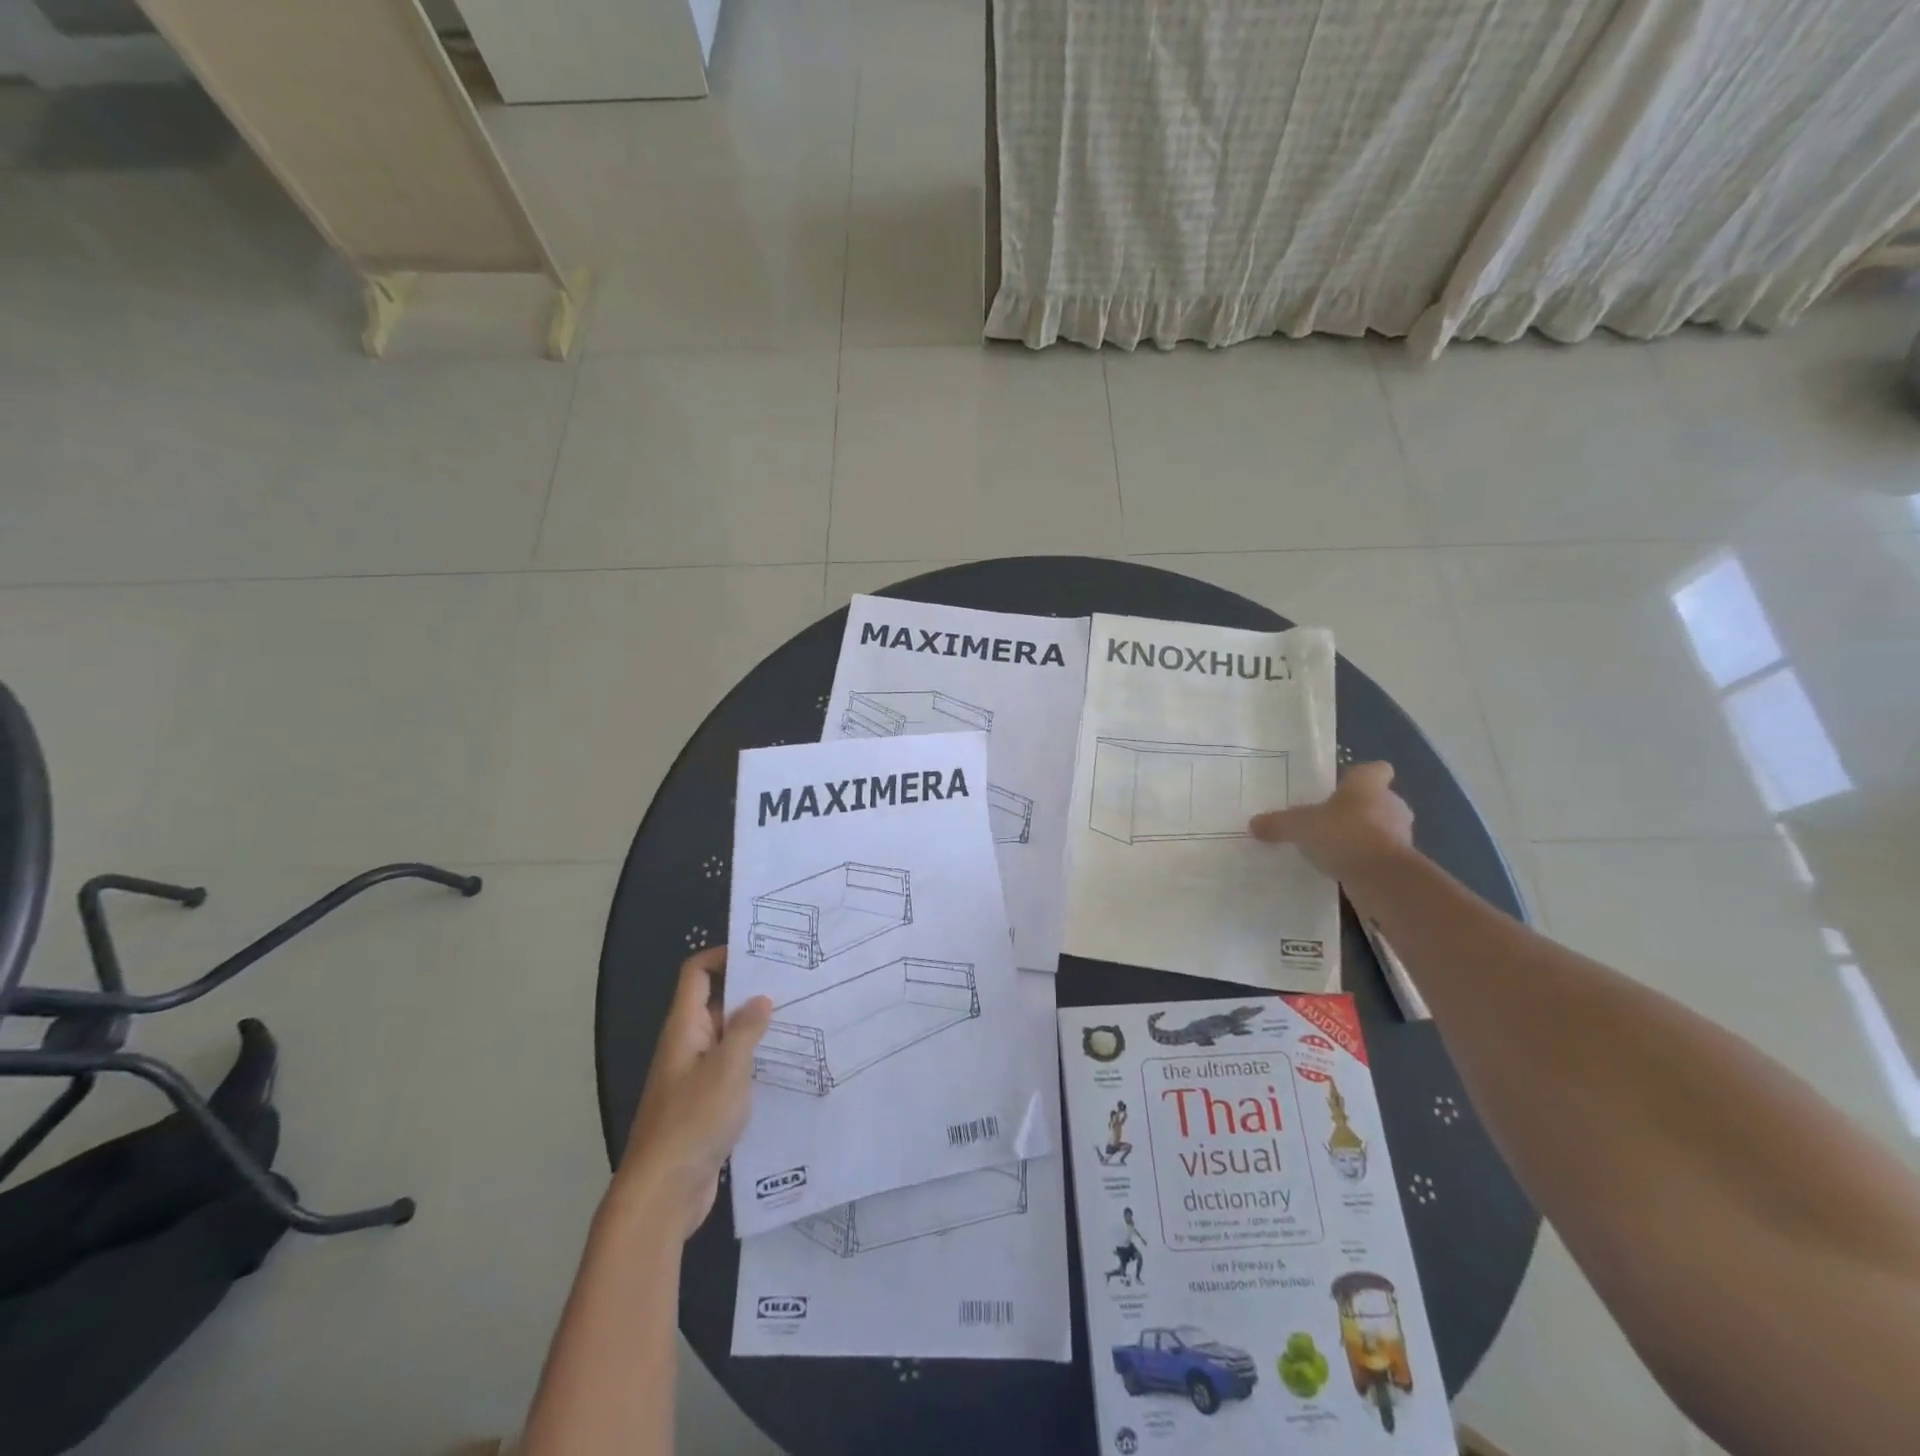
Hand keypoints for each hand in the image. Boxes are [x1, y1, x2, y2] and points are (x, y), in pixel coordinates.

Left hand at [616, 947, 772, 1238]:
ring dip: (756, 1029)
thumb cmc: (693, 1121)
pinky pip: (731, 1070)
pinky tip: (785, 1066)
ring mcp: (694, 1077)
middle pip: (715, 1003)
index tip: (762, 955)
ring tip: (799, 1020)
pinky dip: (753, 1062)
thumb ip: (746, 1029)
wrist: (663, 1193)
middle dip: (750, 991)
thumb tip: (760, 999)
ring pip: (726, 1038)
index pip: (697, 974)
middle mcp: (687, 1046)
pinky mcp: (705, 1105)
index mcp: (684, 1028)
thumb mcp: (728, 1068)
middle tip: (794, 984)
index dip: (723, 956)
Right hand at [1249, 761, 1414, 881]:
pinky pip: (1381, 856)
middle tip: (1331, 820)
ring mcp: (1402, 835)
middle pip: (1379, 800)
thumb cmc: (1342, 834)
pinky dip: (1366, 861)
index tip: (1344, 787)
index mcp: (1367, 785)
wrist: (1381, 877)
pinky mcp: (1402, 863)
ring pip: (1383, 829)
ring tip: (1335, 848)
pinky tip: (1343, 870)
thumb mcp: (1298, 826)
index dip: (1361, 777)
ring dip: (1365, 836)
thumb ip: (1277, 823)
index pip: (1375, 770)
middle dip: (1360, 810)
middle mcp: (1391, 804)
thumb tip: (1254, 824)